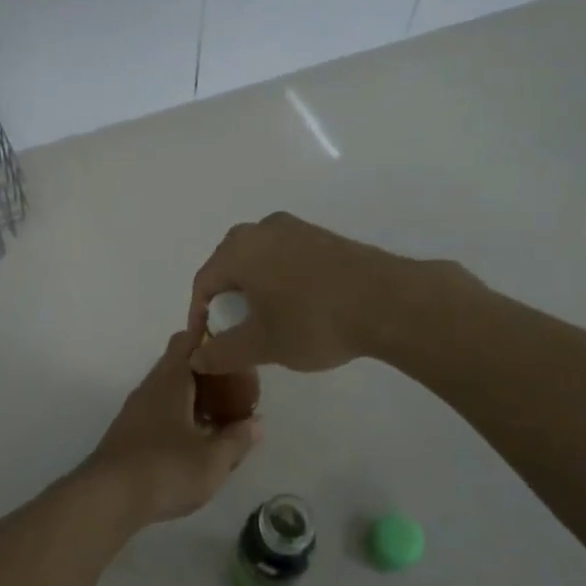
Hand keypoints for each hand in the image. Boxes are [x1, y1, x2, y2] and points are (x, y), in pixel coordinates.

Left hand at [81, 332, 259, 524]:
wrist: (107, 498)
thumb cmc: (165, 469)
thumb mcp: (213, 460)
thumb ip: (237, 440)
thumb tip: (256, 424)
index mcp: (170, 381)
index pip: (187, 340)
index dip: (209, 336)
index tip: (232, 343)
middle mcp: (150, 388)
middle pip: (178, 365)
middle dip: (207, 372)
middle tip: (236, 386)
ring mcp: (135, 411)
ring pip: (169, 391)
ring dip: (193, 397)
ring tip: (221, 416)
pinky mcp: (128, 434)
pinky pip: (159, 413)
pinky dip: (179, 417)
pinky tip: (195, 441)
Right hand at [188, 212, 485, 374]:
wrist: (389, 302)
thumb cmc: (313, 321)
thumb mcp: (262, 345)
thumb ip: (223, 352)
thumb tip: (196, 358)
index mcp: (239, 250)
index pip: (204, 283)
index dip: (199, 316)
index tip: (208, 344)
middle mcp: (262, 229)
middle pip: (229, 266)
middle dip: (227, 300)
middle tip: (235, 331)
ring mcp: (295, 228)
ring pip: (259, 259)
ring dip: (255, 289)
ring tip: (266, 321)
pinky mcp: (323, 236)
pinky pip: (285, 256)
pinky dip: (280, 280)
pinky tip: (297, 306)